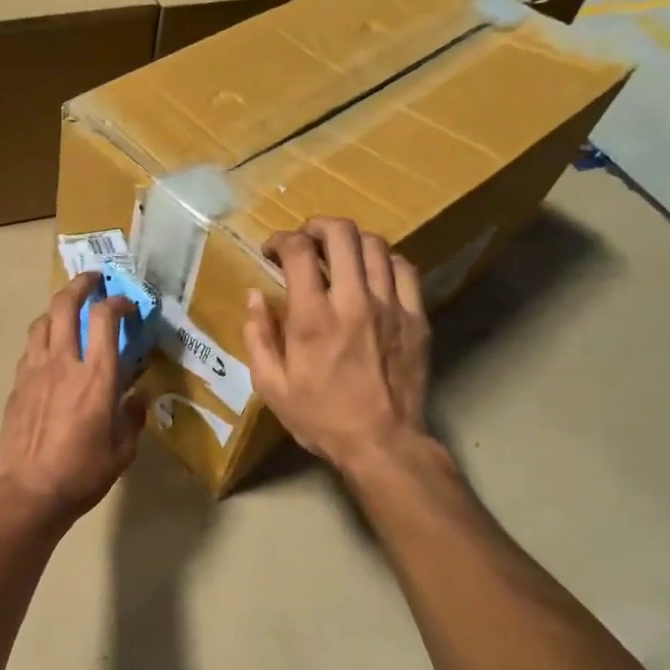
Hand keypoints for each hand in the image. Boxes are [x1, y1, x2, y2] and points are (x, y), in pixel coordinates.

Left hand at [0, 273, 146, 522]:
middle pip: (65, 304)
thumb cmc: (82, 474)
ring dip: (58, 308)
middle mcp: (63, 362)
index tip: (128, 304)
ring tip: (70, 312)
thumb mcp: (123, 450)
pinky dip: (43, 337)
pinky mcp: (16, 384)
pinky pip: (30, 347)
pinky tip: (51, 350)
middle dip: (81, 284)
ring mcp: (34, 370)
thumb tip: (139, 397)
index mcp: (96, 377)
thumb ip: (133, 417)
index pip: (106, 319)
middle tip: (93, 281)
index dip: (118, 302)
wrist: (29, 492)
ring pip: (42, 321)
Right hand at [243, 217, 434, 474]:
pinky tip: (372, 273)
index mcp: (312, 318)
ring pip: (375, 245)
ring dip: (351, 240)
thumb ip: (258, 336)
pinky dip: (384, 260)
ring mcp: (390, 306)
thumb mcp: (271, 386)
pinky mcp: (415, 318)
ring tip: (338, 253)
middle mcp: (353, 301)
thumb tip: (254, 296)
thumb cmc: (320, 418)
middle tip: (305, 240)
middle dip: (317, 226)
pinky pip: (404, 269)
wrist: (382, 443)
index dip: (281, 239)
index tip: (272, 250)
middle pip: (342, 234)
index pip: (299, 251)